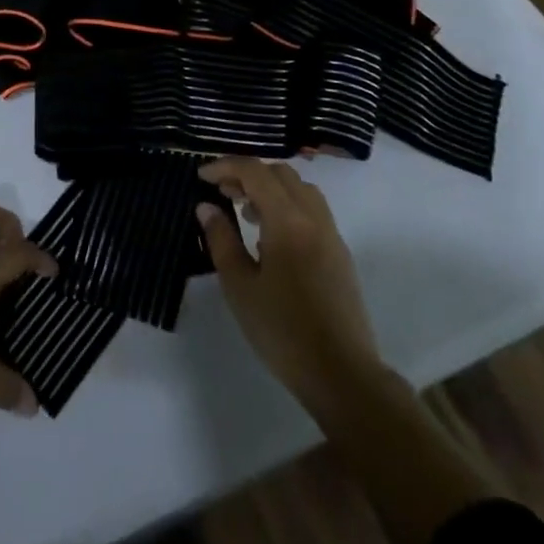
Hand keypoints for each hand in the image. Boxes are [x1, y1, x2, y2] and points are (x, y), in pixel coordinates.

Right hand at [196, 157, 387, 423]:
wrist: (342, 376)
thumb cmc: (283, 331)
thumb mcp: (240, 286)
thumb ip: (221, 240)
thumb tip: (207, 207)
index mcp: (288, 221)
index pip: (255, 172)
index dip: (225, 167)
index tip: (201, 177)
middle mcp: (313, 218)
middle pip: (280, 173)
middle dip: (248, 174)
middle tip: (223, 193)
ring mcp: (331, 235)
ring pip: (300, 189)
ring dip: (270, 189)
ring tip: (245, 213)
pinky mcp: (339, 254)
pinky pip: (312, 211)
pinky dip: (287, 206)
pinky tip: (270, 238)